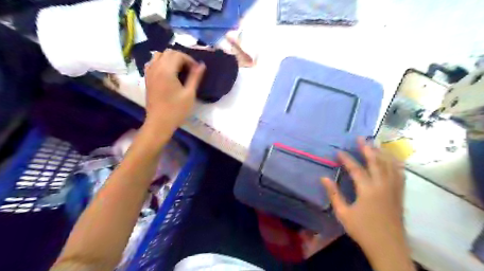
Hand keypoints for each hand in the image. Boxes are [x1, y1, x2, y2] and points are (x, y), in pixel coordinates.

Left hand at [142, 49, 204, 132]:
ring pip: (159, 55)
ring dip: (170, 59)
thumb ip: (195, 77)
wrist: (159, 122)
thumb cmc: (176, 110)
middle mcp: (156, 68)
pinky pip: (153, 63)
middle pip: (168, 52)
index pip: (178, 55)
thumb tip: (202, 65)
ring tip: (179, 70)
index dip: (189, 60)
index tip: (197, 70)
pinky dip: (161, 63)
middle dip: (181, 57)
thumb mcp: (189, 94)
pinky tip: (168, 73)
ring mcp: (149, 73)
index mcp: (167, 70)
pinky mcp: (147, 78)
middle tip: (190, 70)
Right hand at [321, 138, 411, 270]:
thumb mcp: (343, 213)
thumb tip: (324, 178)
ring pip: (390, 166)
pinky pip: (400, 174)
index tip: (339, 152)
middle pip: (376, 162)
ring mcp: (394, 189)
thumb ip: (334, 194)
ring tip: (375, 144)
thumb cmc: (363, 230)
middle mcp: (382, 185)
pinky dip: (395, 164)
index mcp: (368, 190)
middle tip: (361, 138)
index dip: (346, 159)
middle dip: (367, 149)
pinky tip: (392, 159)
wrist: (388, 247)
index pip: (356, 169)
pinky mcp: (399, 194)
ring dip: (382, 153)